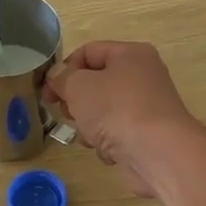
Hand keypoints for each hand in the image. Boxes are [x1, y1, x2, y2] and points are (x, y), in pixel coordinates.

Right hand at [44, 41, 205, 197]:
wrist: (158, 153)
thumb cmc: (116, 110)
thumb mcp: (78, 87)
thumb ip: (62, 78)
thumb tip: (58, 77)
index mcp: (130, 55)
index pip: (88, 52)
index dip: (64, 69)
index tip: (48, 92)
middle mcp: (142, 76)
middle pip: (96, 83)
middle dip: (76, 101)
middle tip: (66, 114)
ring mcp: (147, 107)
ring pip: (104, 111)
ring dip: (89, 125)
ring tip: (89, 136)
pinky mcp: (147, 135)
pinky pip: (117, 133)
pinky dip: (108, 142)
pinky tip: (109, 151)